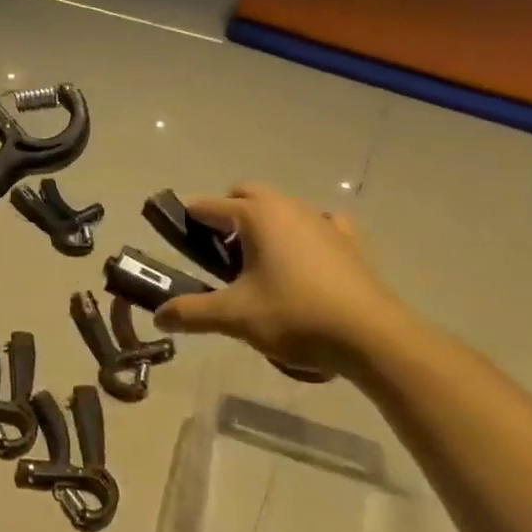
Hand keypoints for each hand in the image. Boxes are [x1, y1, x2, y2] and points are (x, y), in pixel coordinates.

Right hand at [152, 184, 412, 378]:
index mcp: (256, 216)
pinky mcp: (347, 242)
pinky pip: (319, 223)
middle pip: (245, 194)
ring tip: (256, 260)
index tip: (173, 234)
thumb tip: (159, 316)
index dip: (186, 218)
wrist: (372, 337)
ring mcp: (322, 221)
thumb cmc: (295, 316)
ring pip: (281, 206)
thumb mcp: (235, 317)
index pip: (208, 206)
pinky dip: (303, 232)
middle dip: (225, 212)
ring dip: (262, 221)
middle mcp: (287, 207)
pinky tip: (303, 258)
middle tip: (215, 250)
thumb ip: (192, 313)